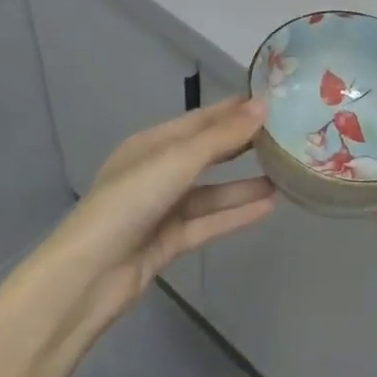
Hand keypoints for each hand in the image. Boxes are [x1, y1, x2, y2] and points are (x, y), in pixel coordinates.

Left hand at [38, 97, 276, 326]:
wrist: (91, 274)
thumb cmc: (130, 201)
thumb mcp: (177, 161)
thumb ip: (221, 137)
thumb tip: (262, 107)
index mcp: (150, 144)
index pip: (199, 120)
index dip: (232, 110)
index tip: (271, 101)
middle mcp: (157, 172)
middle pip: (206, 154)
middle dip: (241, 145)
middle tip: (285, 135)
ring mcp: (163, 208)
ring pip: (211, 191)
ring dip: (244, 184)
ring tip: (285, 173)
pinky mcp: (170, 241)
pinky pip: (209, 221)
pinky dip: (236, 213)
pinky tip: (269, 206)